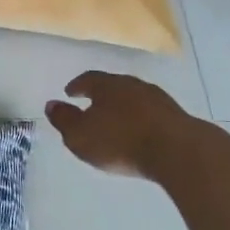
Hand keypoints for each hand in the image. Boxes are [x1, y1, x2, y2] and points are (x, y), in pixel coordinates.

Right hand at [46, 72, 192, 178]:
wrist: (177, 151)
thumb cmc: (120, 141)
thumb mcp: (80, 136)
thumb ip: (64, 120)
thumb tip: (51, 104)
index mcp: (107, 85)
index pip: (88, 79)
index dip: (77, 85)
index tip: (70, 92)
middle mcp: (132, 84)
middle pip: (113, 85)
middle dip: (101, 95)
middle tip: (92, 105)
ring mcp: (158, 98)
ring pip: (134, 98)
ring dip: (124, 106)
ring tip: (116, 120)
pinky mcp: (177, 116)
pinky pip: (151, 113)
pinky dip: (141, 118)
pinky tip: (139, 131)